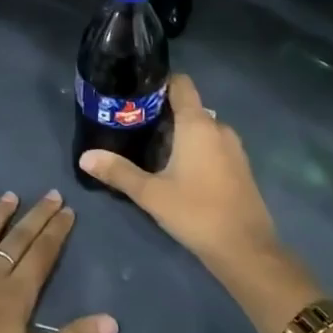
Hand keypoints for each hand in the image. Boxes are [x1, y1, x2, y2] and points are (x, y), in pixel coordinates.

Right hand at [76, 73, 277, 267]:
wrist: (246, 249)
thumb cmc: (196, 212)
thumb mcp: (151, 194)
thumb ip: (118, 172)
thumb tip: (86, 157)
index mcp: (198, 124)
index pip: (181, 84)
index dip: (159, 83)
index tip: (135, 94)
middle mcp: (219, 127)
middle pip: (188, 107)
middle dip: (161, 115)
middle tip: (132, 128)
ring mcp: (233, 147)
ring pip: (200, 129)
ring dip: (177, 134)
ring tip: (149, 150)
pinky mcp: (239, 167)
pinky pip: (212, 145)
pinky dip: (194, 149)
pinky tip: (176, 171)